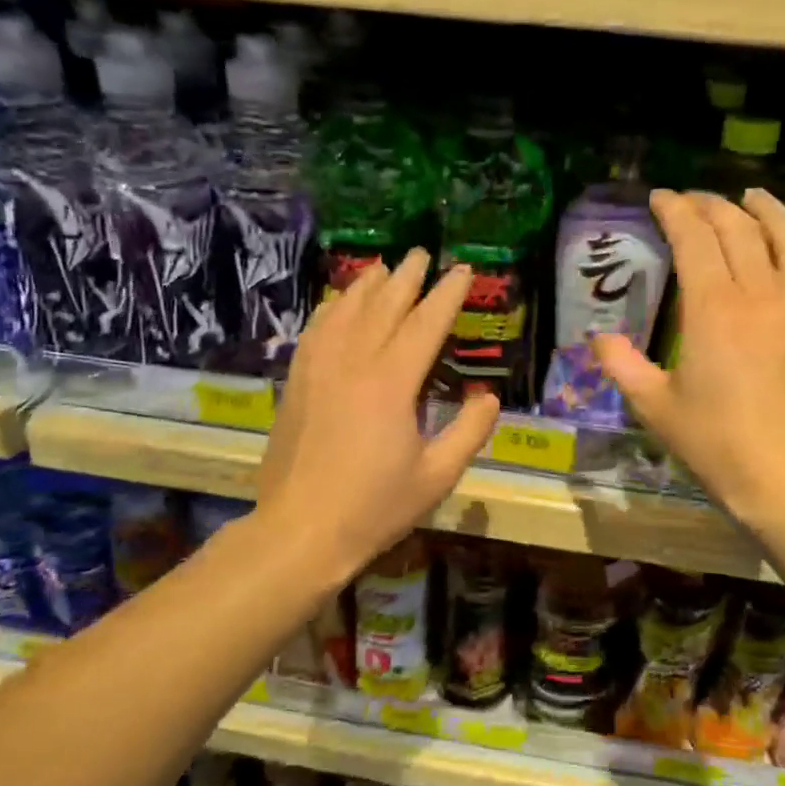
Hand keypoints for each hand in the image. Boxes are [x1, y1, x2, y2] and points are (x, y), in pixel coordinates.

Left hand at [257, 248, 498, 578]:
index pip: (425, 324)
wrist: (300, 531)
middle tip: (422, 254)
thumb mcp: (437, 476)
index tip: (462, 271)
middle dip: (407, 278)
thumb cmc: (375, 507)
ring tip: (383, 268)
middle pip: (383, 306)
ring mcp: (318, 370)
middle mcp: (353, 363)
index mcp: (392, 383)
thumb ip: (469, 431)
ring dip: (367, 286)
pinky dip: (331, 309)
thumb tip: (488, 396)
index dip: (447, 295)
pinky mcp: (296, 383)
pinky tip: (337, 303)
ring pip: (345, 312)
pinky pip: (315, 331)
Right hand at [595, 189, 784, 525]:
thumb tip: (597, 339)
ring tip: (752, 196)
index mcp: (713, 308)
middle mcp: (760, 294)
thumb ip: (622, 365)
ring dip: (767, 210)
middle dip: (712, 206)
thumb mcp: (654, 406)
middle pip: (739, 229)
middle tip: (692, 201)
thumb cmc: (714, 442)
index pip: (694, 238)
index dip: (675, 211)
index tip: (660, 197)